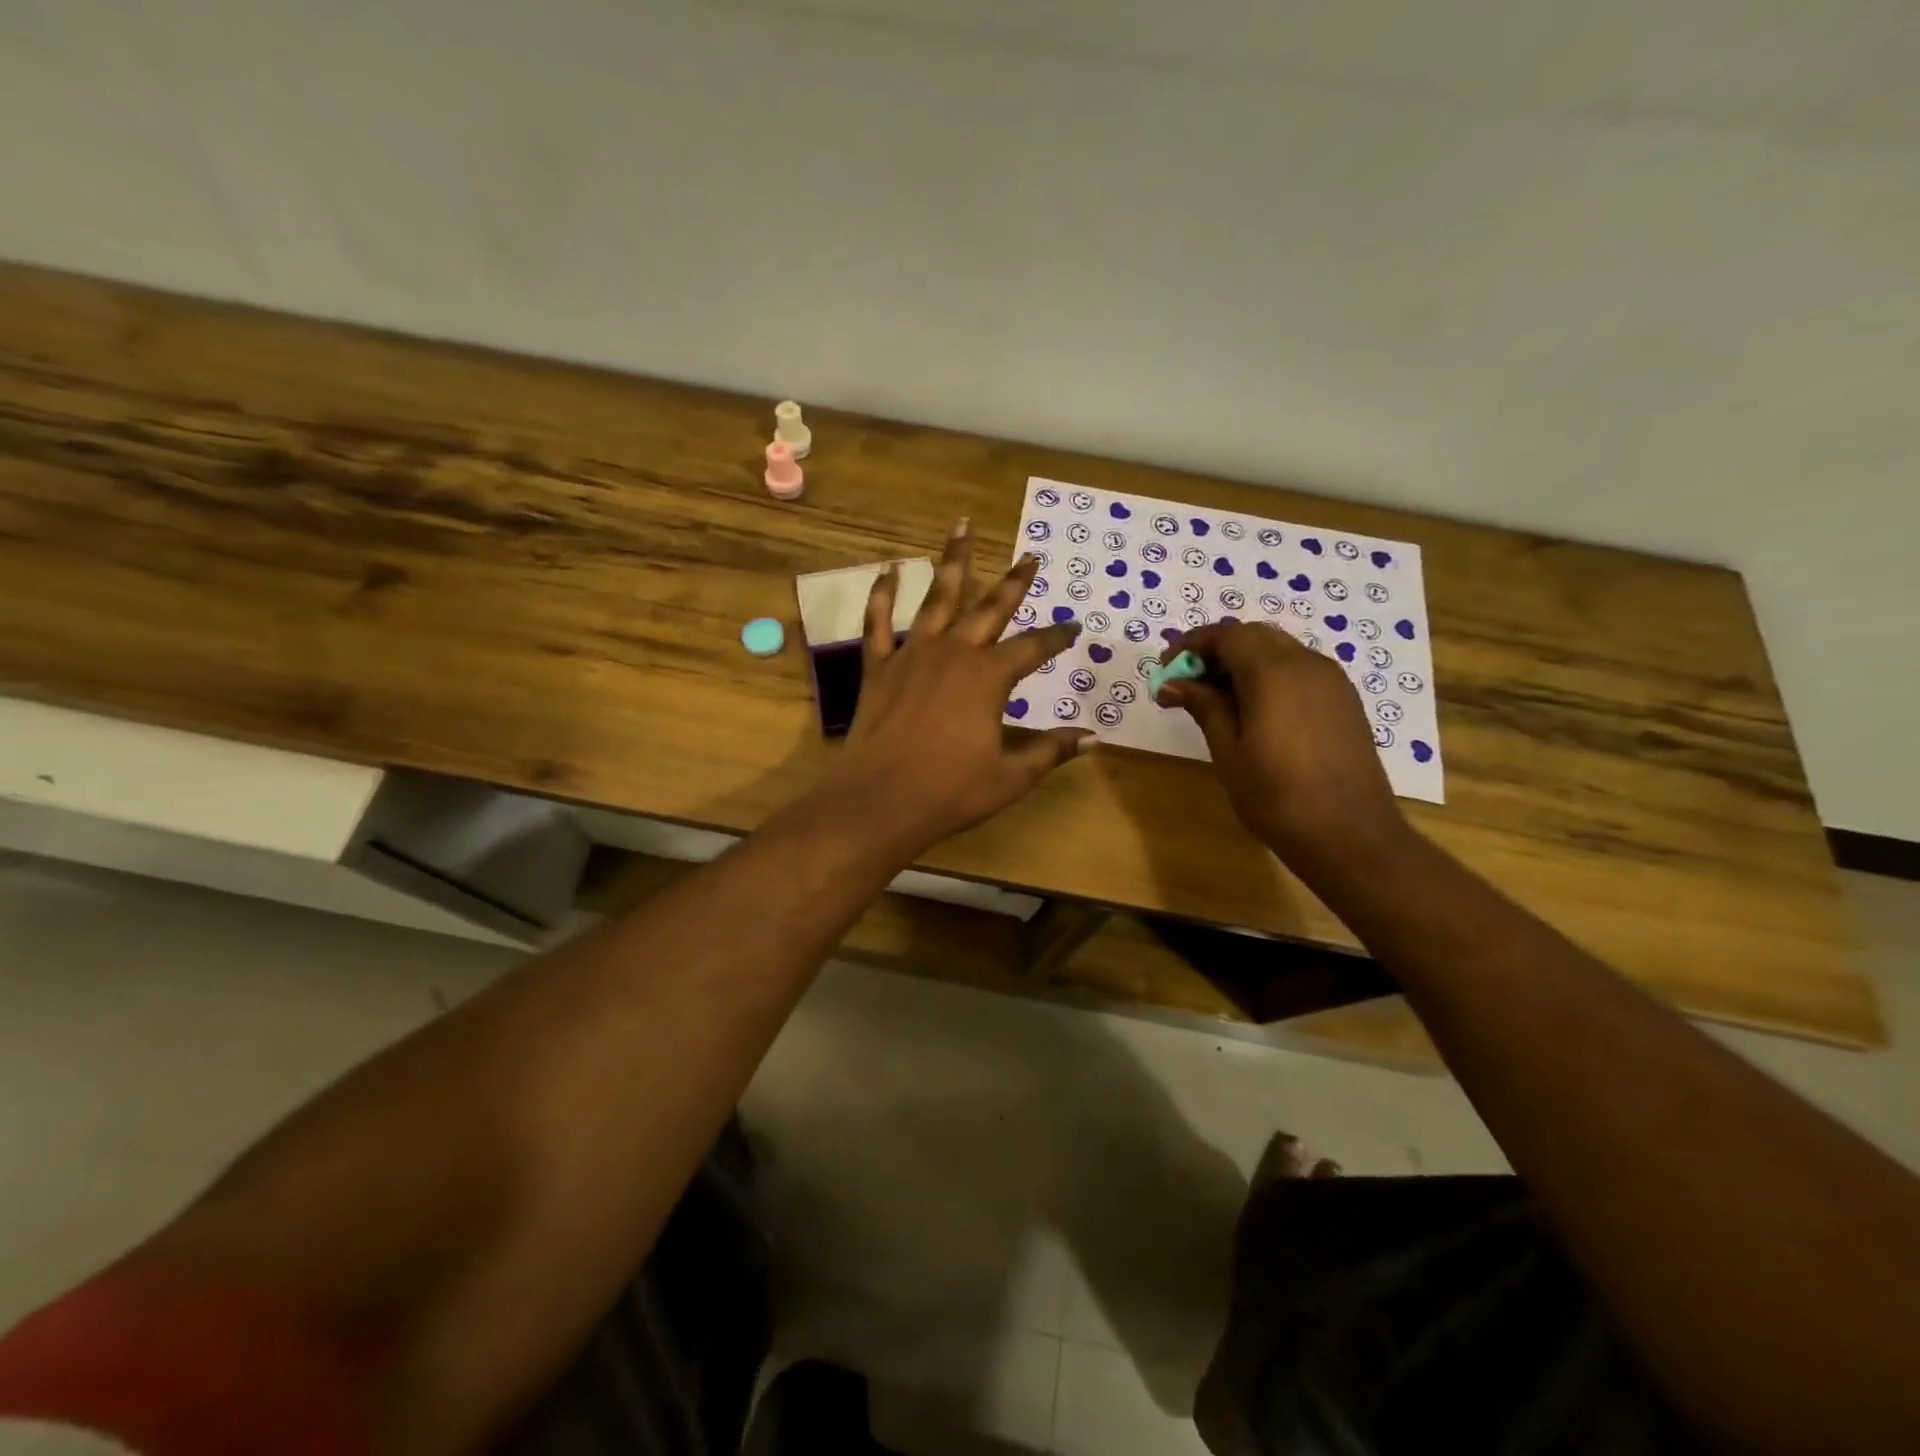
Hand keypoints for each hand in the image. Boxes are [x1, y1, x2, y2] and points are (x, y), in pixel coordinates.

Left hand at [813, 519, 1093, 854]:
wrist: (880, 800)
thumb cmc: (950, 791)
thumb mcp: (1011, 776)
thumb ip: (1051, 751)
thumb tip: (1093, 739)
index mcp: (988, 677)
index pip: (1033, 649)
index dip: (1056, 638)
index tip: (1074, 628)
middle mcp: (954, 653)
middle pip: (990, 608)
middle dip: (1014, 582)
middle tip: (1030, 556)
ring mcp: (913, 654)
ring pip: (937, 598)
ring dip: (952, 561)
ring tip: (961, 526)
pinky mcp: (879, 666)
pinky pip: (878, 622)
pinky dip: (882, 595)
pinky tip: (887, 570)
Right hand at [1157, 622, 1408, 867]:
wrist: (1350, 835)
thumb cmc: (1276, 796)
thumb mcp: (1228, 750)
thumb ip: (1203, 706)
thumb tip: (1172, 683)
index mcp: (1273, 672)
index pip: (1226, 635)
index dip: (1191, 645)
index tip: (1167, 669)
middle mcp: (1306, 663)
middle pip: (1254, 636)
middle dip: (1217, 651)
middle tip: (1189, 684)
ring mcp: (1331, 680)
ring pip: (1279, 650)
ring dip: (1243, 662)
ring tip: (1217, 700)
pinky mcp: (1344, 699)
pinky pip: (1299, 669)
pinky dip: (1270, 675)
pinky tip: (1255, 710)